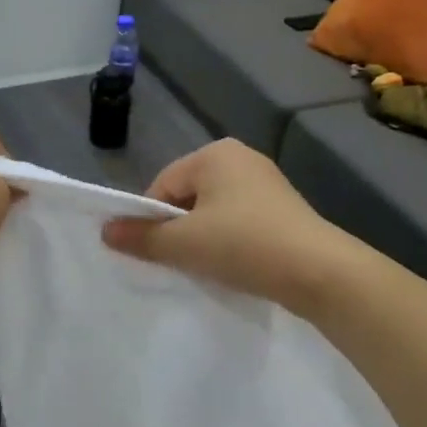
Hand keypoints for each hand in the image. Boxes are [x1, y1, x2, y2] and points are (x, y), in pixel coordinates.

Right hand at [102, 139, 354, 312]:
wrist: (321, 272)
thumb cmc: (244, 245)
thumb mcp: (185, 244)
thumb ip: (142, 237)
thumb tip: (105, 231)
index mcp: (215, 154)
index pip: (163, 184)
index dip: (151, 219)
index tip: (155, 252)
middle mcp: (240, 157)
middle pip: (188, 195)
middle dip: (179, 229)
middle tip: (180, 262)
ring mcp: (266, 182)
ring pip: (214, 210)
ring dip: (203, 237)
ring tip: (208, 267)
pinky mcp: (283, 208)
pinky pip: (239, 220)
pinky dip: (229, 241)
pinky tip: (234, 265)